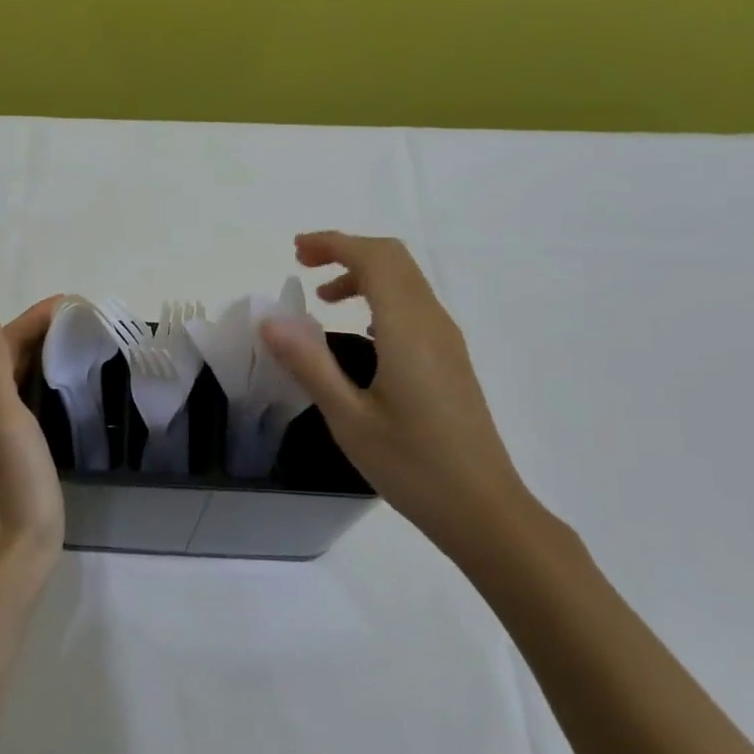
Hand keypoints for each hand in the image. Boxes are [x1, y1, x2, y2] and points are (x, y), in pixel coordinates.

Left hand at [0, 298, 65, 584]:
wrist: (15, 547)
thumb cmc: (13, 480)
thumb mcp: (4, 417)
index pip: (5, 341)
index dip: (35, 318)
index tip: (73, 303)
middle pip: (12, 355)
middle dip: (43, 331)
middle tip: (86, 319)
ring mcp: (2, 429)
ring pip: (22, 376)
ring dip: (47, 354)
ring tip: (84, 342)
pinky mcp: (20, 447)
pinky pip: (33, 399)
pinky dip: (51, 381)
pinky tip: (74, 386)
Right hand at [258, 232, 540, 562]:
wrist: (484, 509)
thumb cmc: (412, 466)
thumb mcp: (349, 419)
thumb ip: (309, 364)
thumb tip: (270, 319)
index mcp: (407, 330)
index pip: (374, 259)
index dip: (334, 244)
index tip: (295, 251)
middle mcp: (433, 323)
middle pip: (394, 260)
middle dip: (347, 250)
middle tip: (303, 263)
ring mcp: (447, 341)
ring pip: (407, 281)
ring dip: (364, 273)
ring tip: (323, 297)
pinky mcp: (451, 359)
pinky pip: (414, 305)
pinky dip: (381, 296)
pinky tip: (360, 330)